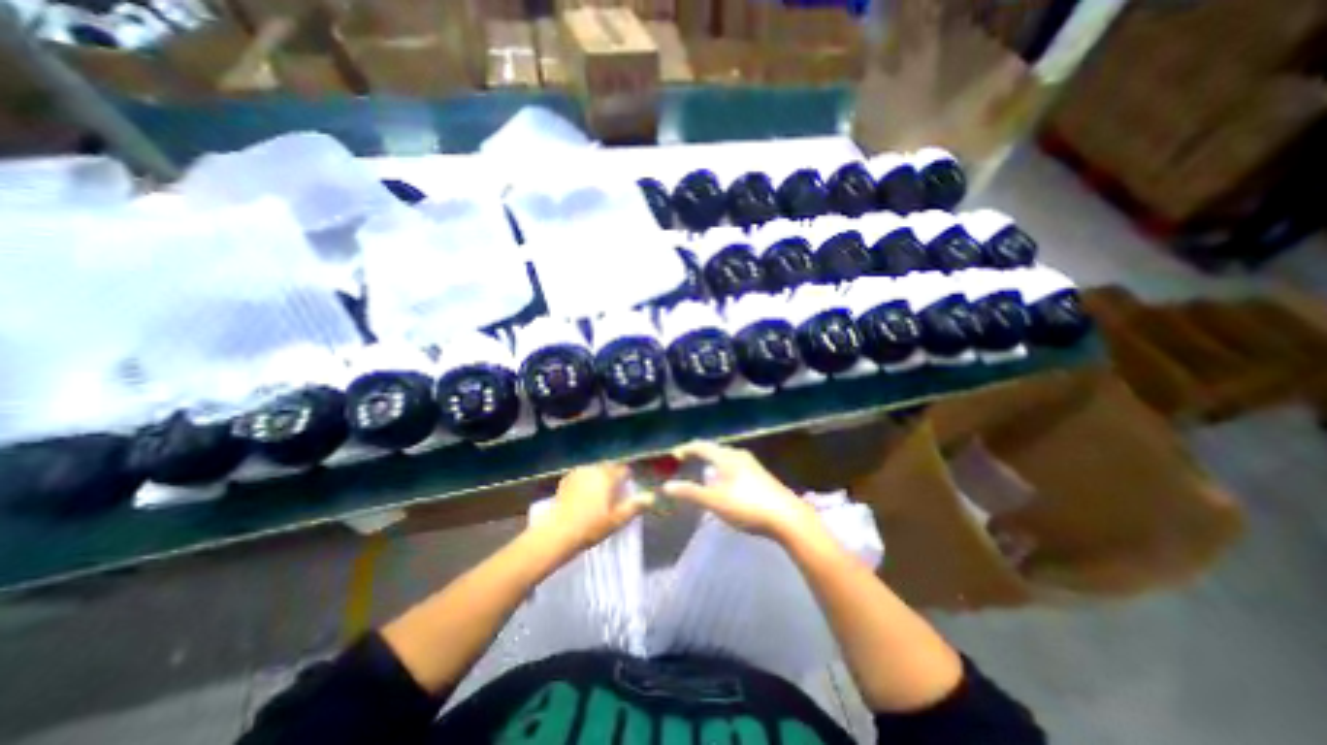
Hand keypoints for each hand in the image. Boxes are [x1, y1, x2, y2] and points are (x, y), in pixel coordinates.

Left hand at [531, 463, 652, 554]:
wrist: (557, 533)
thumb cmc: (591, 527)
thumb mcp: (617, 519)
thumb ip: (635, 506)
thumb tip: (652, 496)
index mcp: (608, 476)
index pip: (624, 470)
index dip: (629, 479)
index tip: (628, 491)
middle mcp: (594, 468)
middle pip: (609, 468)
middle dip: (614, 477)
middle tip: (614, 495)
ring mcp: (579, 472)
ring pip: (595, 470)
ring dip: (600, 478)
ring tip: (599, 496)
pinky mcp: (566, 479)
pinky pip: (582, 475)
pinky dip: (586, 481)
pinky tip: (583, 496)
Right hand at [654, 441, 813, 539]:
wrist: (788, 517)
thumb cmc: (747, 506)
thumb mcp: (715, 502)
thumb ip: (690, 493)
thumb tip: (666, 486)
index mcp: (726, 457)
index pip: (701, 446)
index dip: (687, 449)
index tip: (674, 455)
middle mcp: (739, 455)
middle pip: (715, 449)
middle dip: (699, 454)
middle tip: (686, 461)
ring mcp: (752, 465)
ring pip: (726, 458)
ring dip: (712, 462)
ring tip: (703, 472)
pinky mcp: (761, 476)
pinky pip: (735, 466)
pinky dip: (723, 470)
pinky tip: (725, 483)